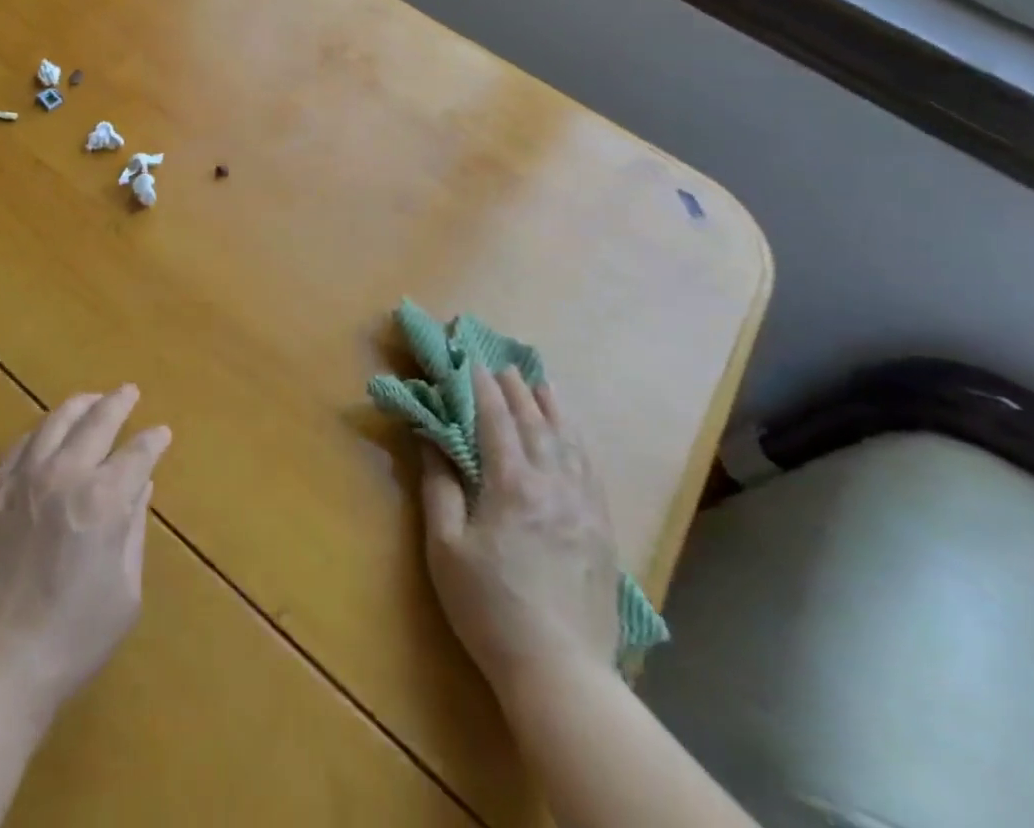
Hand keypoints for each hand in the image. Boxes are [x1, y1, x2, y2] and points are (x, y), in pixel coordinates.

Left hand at [0, 386, 171, 721]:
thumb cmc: (70, 640)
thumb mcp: (124, 593)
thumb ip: (133, 531)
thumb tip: (140, 487)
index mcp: (102, 501)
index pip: (136, 453)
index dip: (153, 440)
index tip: (162, 433)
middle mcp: (63, 475)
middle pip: (96, 421)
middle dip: (118, 403)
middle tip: (130, 392)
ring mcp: (22, 479)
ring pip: (55, 421)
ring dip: (80, 406)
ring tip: (93, 399)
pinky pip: (20, 444)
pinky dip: (41, 430)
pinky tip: (48, 432)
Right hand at [421, 368, 618, 717]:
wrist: (560, 672)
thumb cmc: (489, 608)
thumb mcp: (445, 548)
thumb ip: (438, 488)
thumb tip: (430, 440)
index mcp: (511, 484)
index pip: (495, 420)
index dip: (482, 387)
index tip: (471, 361)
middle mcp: (552, 484)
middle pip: (534, 422)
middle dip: (516, 389)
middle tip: (503, 364)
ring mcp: (583, 506)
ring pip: (568, 441)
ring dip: (552, 407)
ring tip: (540, 383)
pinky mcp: (602, 530)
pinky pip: (591, 469)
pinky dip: (578, 441)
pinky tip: (573, 436)